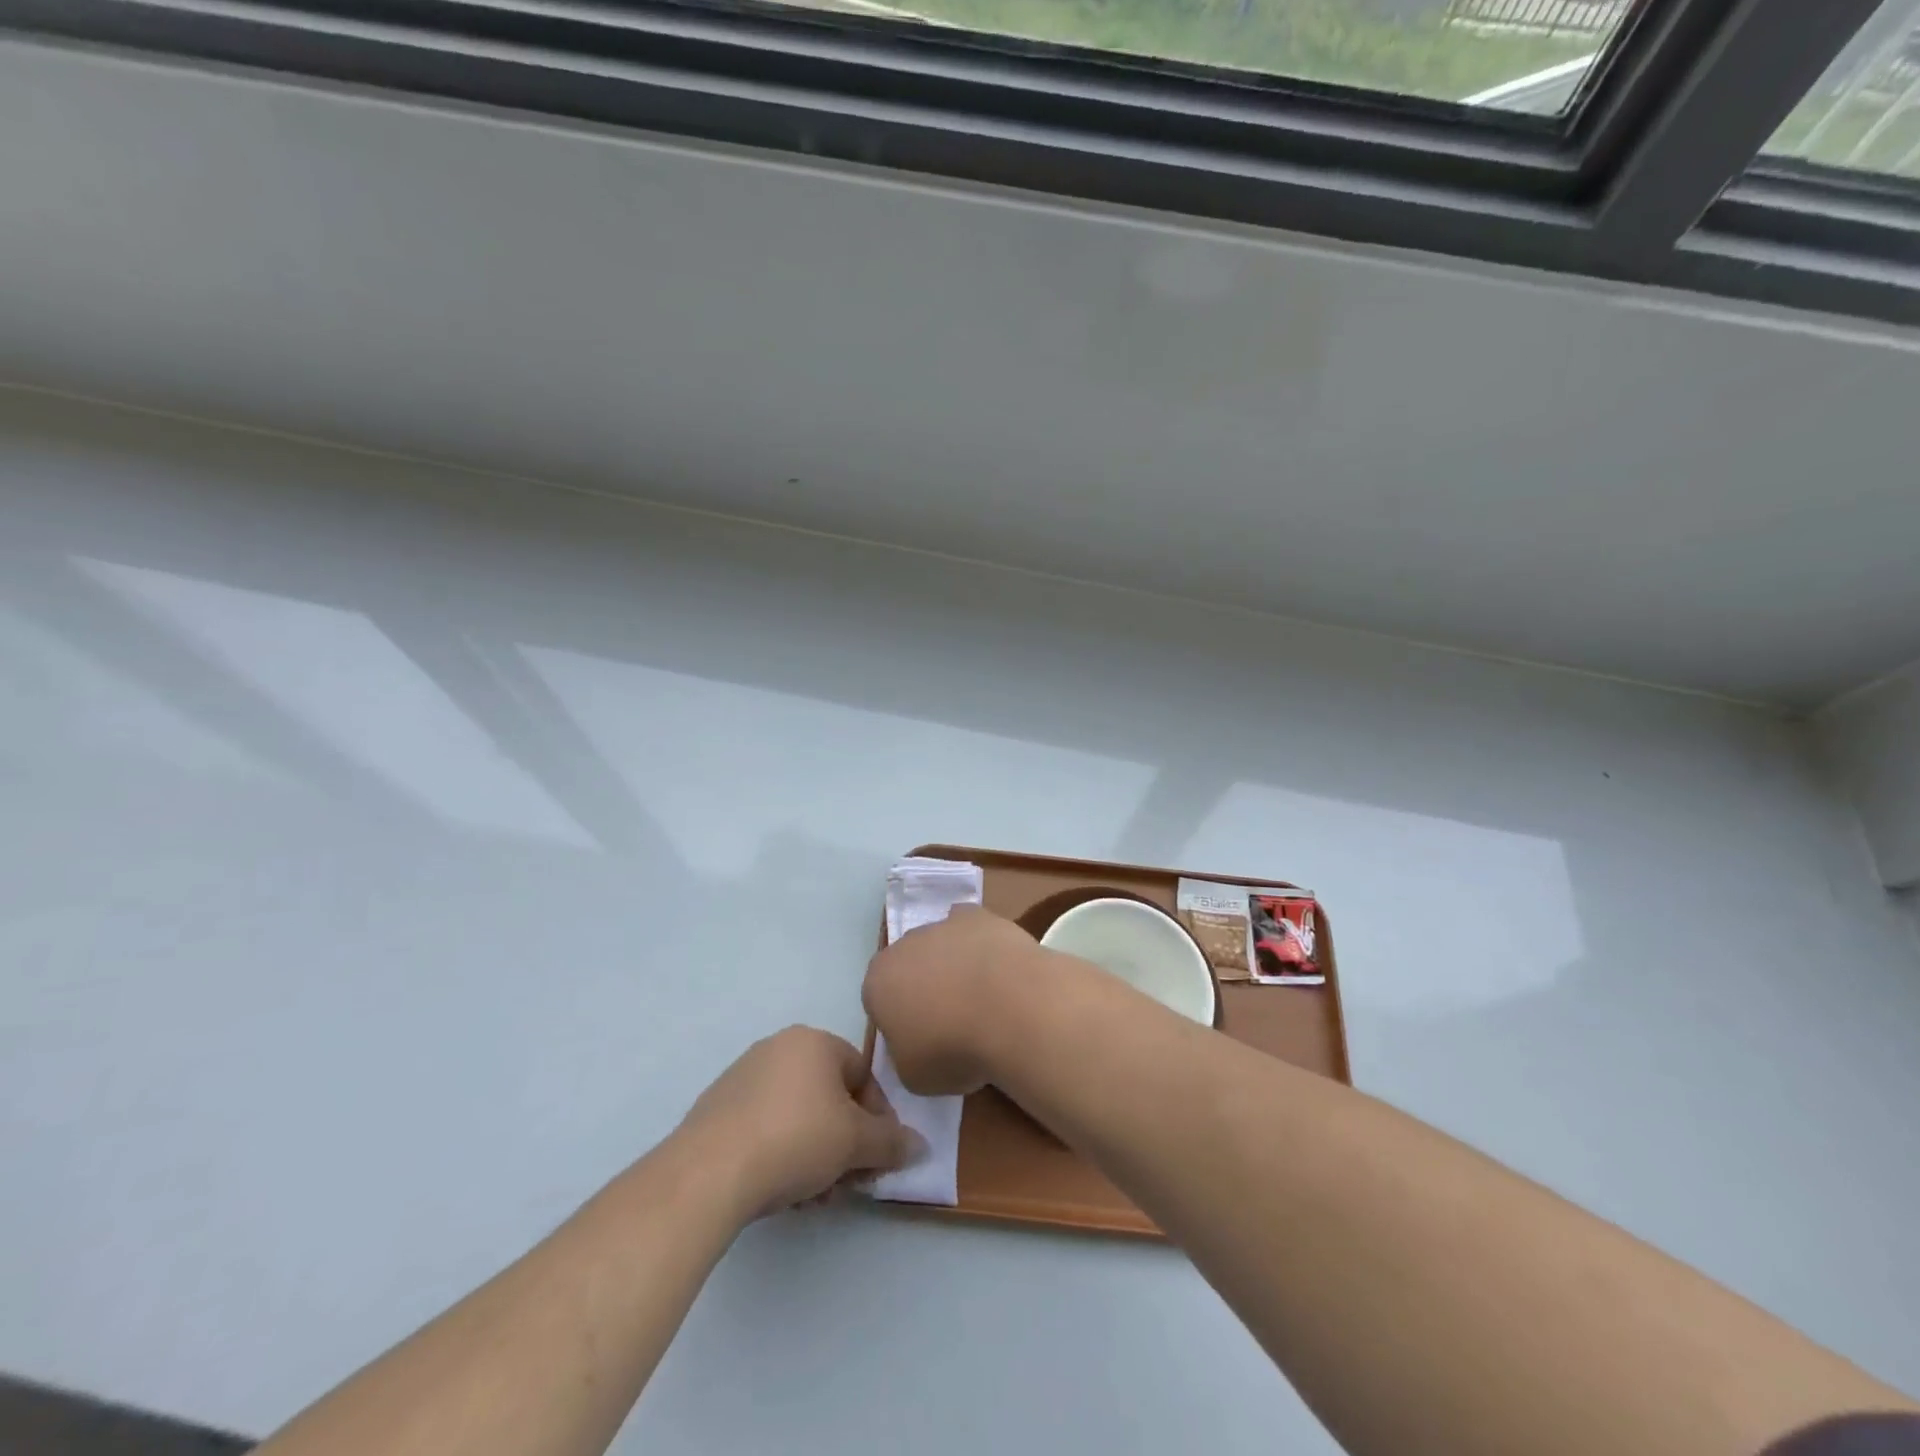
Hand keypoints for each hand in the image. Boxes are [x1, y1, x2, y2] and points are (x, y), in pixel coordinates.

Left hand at [677, 1027, 923, 1219]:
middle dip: (844, 1143)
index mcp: (813, 1041)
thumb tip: (921, 1146)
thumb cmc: (796, 1139)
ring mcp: (743, 1077)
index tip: (877, 1158)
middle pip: (829, 1098)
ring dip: (815, 1156)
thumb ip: (892, 1142)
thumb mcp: (856, 1143)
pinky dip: (781, 1155)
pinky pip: (765, 1127)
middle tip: (848, 1183)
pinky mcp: (716, 1109)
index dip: (878, 1119)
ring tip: (813, 1198)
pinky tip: (781, 1193)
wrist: (709, 1172)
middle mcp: (778, 1048)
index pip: (862, 1075)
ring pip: (798, 1116)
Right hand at [862, 905, 1046, 1096]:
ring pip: (941, 946)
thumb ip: (904, 1054)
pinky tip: (999, 970)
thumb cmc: (953, 1048)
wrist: (1009, 1007)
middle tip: (953, 1020)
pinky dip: (981, 946)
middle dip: (925, 987)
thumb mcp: (913, 1076)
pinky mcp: (978, 915)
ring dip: (954, 966)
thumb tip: (916, 1043)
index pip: (880, 1001)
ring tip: (984, 999)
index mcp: (878, 982)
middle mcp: (903, 945)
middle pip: (909, 967)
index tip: (924, 1042)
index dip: (901, 1022)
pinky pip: (972, 931)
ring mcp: (941, 924)